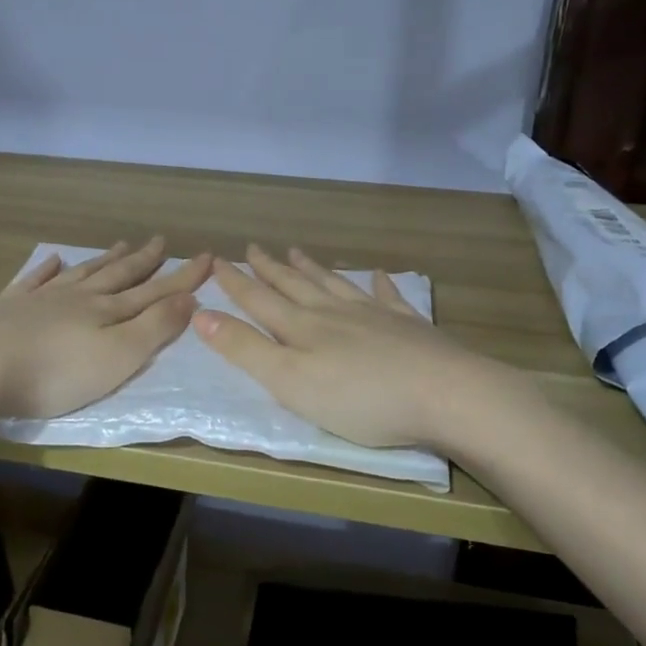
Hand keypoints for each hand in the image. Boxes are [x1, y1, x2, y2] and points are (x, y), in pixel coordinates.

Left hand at [0, 237, 211, 420]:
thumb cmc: (57, 373)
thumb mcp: (119, 357)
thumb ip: (155, 327)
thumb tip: (190, 298)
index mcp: (108, 311)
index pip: (155, 291)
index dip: (183, 276)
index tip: (207, 256)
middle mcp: (79, 297)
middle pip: (118, 275)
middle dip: (144, 260)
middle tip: (161, 240)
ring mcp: (42, 300)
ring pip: (82, 273)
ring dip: (104, 260)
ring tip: (121, 245)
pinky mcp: (9, 308)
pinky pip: (34, 281)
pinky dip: (47, 270)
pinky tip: (53, 260)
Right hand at [193, 245, 487, 448]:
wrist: (444, 394)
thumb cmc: (359, 398)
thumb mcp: (289, 381)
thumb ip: (245, 349)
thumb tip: (201, 314)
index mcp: (302, 329)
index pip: (259, 301)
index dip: (236, 283)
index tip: (216, 261)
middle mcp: (334, 313)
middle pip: (295, 286)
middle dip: (270, 269)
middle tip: (254, 247)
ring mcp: (374, 316)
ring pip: (335, 285)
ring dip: (313, 270)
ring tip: (297, 252)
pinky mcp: (409, 328)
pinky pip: (388, 298)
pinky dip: (381, 285)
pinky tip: (380, 275)